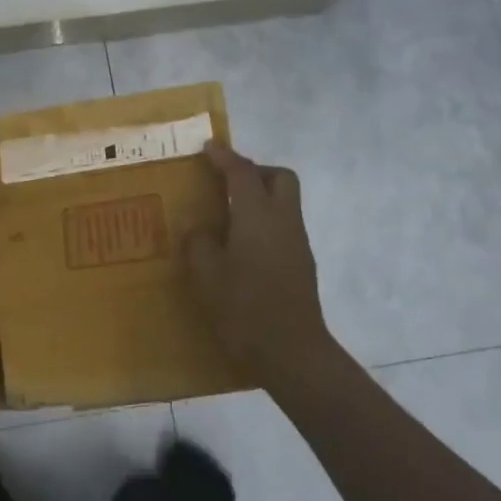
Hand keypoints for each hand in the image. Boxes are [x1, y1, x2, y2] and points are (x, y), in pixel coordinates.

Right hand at [184, 143, 337, 388]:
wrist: (291, 352)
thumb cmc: (244, 307)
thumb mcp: (206, 275)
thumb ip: (199, 243)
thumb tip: (200, 230)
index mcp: (258, 215)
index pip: (242, 173)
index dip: (224, 157)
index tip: (209, 148)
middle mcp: (283, 221)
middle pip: (280, 178)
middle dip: (255, 172)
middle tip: (226, 182)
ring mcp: (297, 243)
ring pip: (284, 203)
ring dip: (260, 198)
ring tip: (227, 216)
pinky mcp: (301, 265)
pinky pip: (282, 228)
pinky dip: (263, 223)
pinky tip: (240, 246)